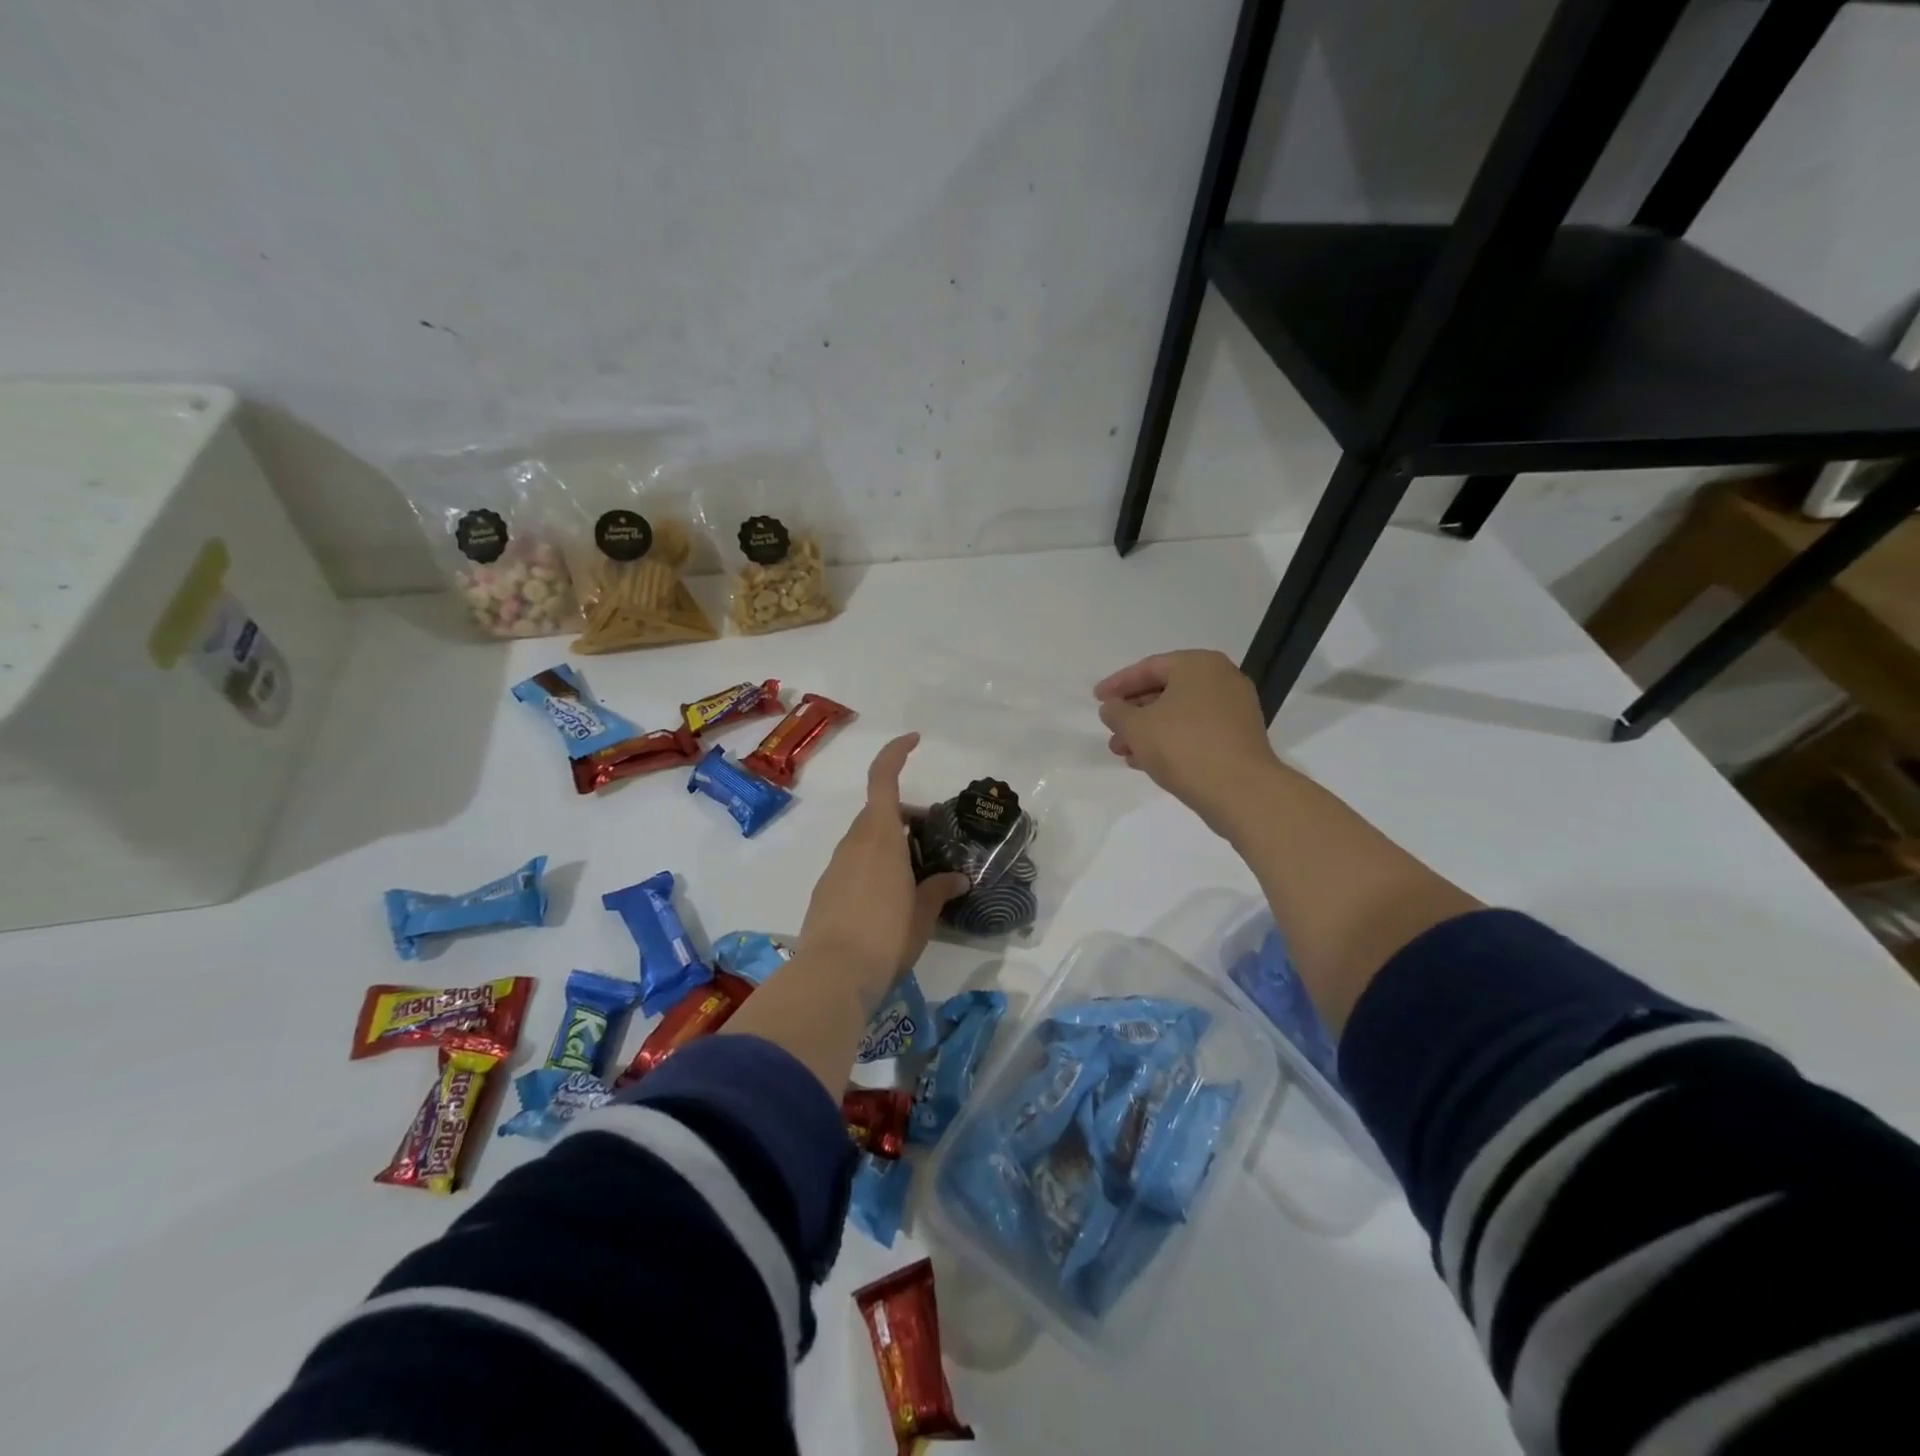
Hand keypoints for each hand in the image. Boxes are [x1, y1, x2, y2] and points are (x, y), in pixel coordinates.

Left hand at [796, 733, 971, 998]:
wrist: (831, 974)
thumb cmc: (886, 935)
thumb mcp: (923, 914)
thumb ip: (939, 890)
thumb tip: (958, 879)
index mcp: (880, 836)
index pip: (883, 777)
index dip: (897, 752)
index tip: (915, 740)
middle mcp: (854, 842)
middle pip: (880, 812)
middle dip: (907, 816)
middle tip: (933, 839)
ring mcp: (836, 866)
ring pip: (867, 839)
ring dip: (892, 844)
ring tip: (918, 875)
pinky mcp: (826, 890)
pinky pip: (855, 863)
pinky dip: (875, 866)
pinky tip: (891, 899)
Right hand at [1094, 650, 1278, 829]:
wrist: (1240, 790)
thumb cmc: (1183, 746)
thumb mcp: (1136, 727)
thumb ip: (1116, 712)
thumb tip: (1111, 708)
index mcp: (1198, 664)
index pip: (1149, 668)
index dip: (1117, 685)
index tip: (1096, 700)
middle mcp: (1222, 679)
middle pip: (1165, 691)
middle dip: (1133, 713)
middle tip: (1110, 730)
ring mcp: (1235, 709)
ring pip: (1179, 714)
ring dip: (1148, 731)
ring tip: (1123, 753)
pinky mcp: (1239, 737)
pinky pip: (1196, 731)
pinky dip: (1170, 741)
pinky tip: (1147, 762)